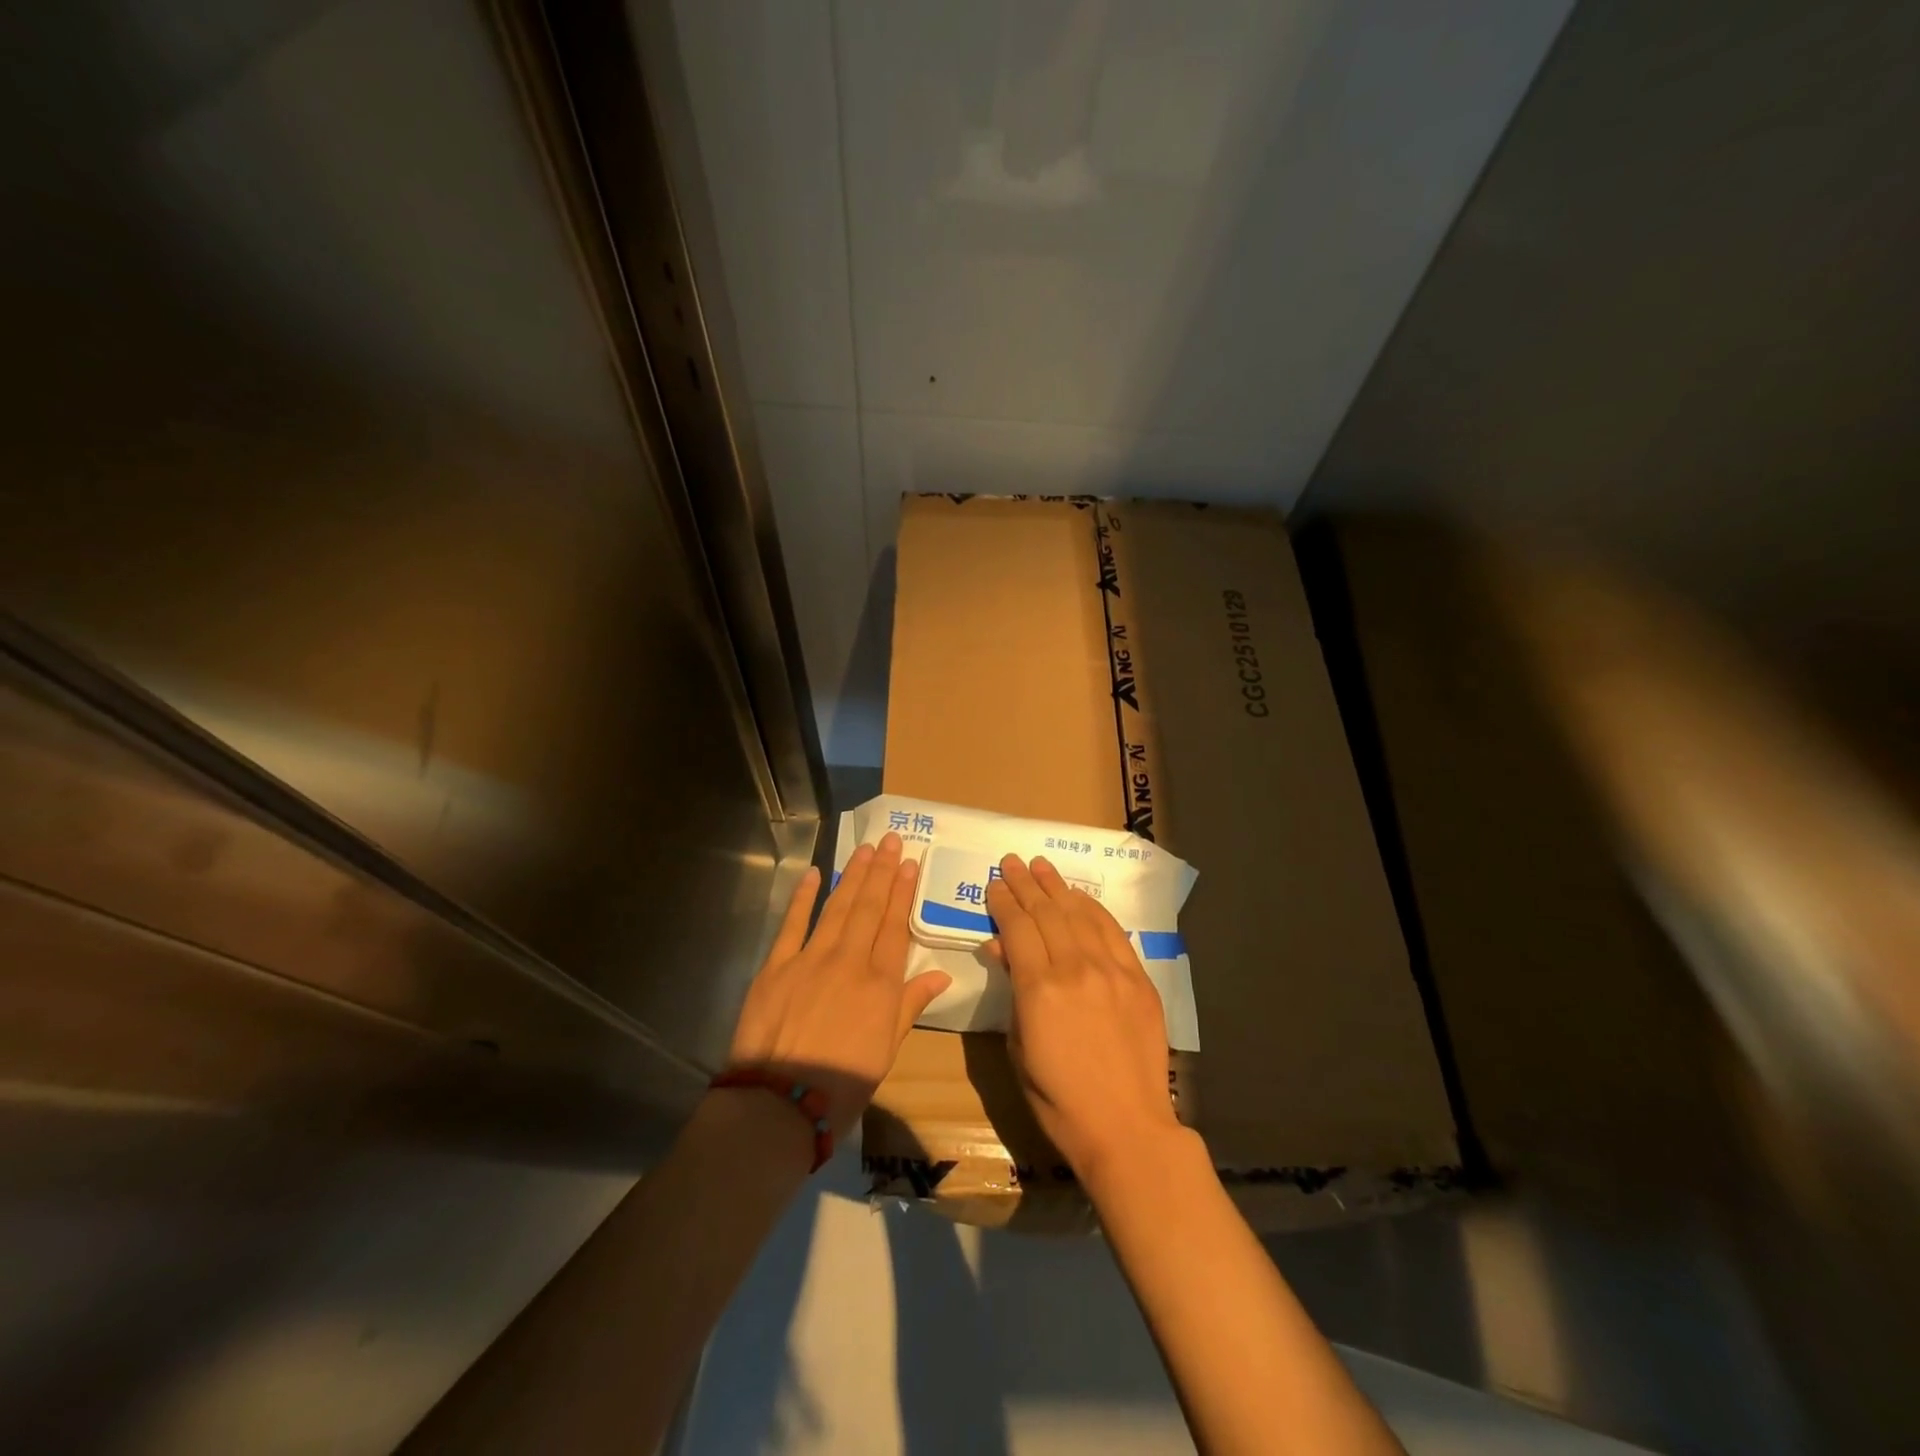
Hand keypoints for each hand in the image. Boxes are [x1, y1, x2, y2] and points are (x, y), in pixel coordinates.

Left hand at [727, 832, 951, 1137]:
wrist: (780, 1104)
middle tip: (890, 841)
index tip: (909, 863)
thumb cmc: (843, 1085)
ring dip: (852, 876)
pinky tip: (814, 873)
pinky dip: (803, 896)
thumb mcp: (887, 1050)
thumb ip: (910, 1006)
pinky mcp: (776, 966)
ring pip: (837, 907)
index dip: (902, 892)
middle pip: (869, 908)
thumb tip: (941, 975)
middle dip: (882, 871)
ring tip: (865, 850)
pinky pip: (792, 923)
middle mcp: (849, 961)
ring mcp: (811, 959)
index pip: (895, 926)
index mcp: (880, 984)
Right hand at [986, 854, 1183, 1184]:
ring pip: (1079, 914)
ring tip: (1041, 866)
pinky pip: (1112, 931)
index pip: (1017, 928)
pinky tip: (1079, 896)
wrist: (1126, 1126)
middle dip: (1026, 884)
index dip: (1004, 902)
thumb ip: (1013, 991)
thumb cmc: (1059, 1099)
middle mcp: (1076, 968)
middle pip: (1046, 913)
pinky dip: (1093, 909)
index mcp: (1040, 988)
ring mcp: (1112, 970)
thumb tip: (1003, 949)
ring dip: (1057, 887)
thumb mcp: (1019, 1047)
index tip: (994, 883)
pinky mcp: (1138, 978)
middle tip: (1011, 862)